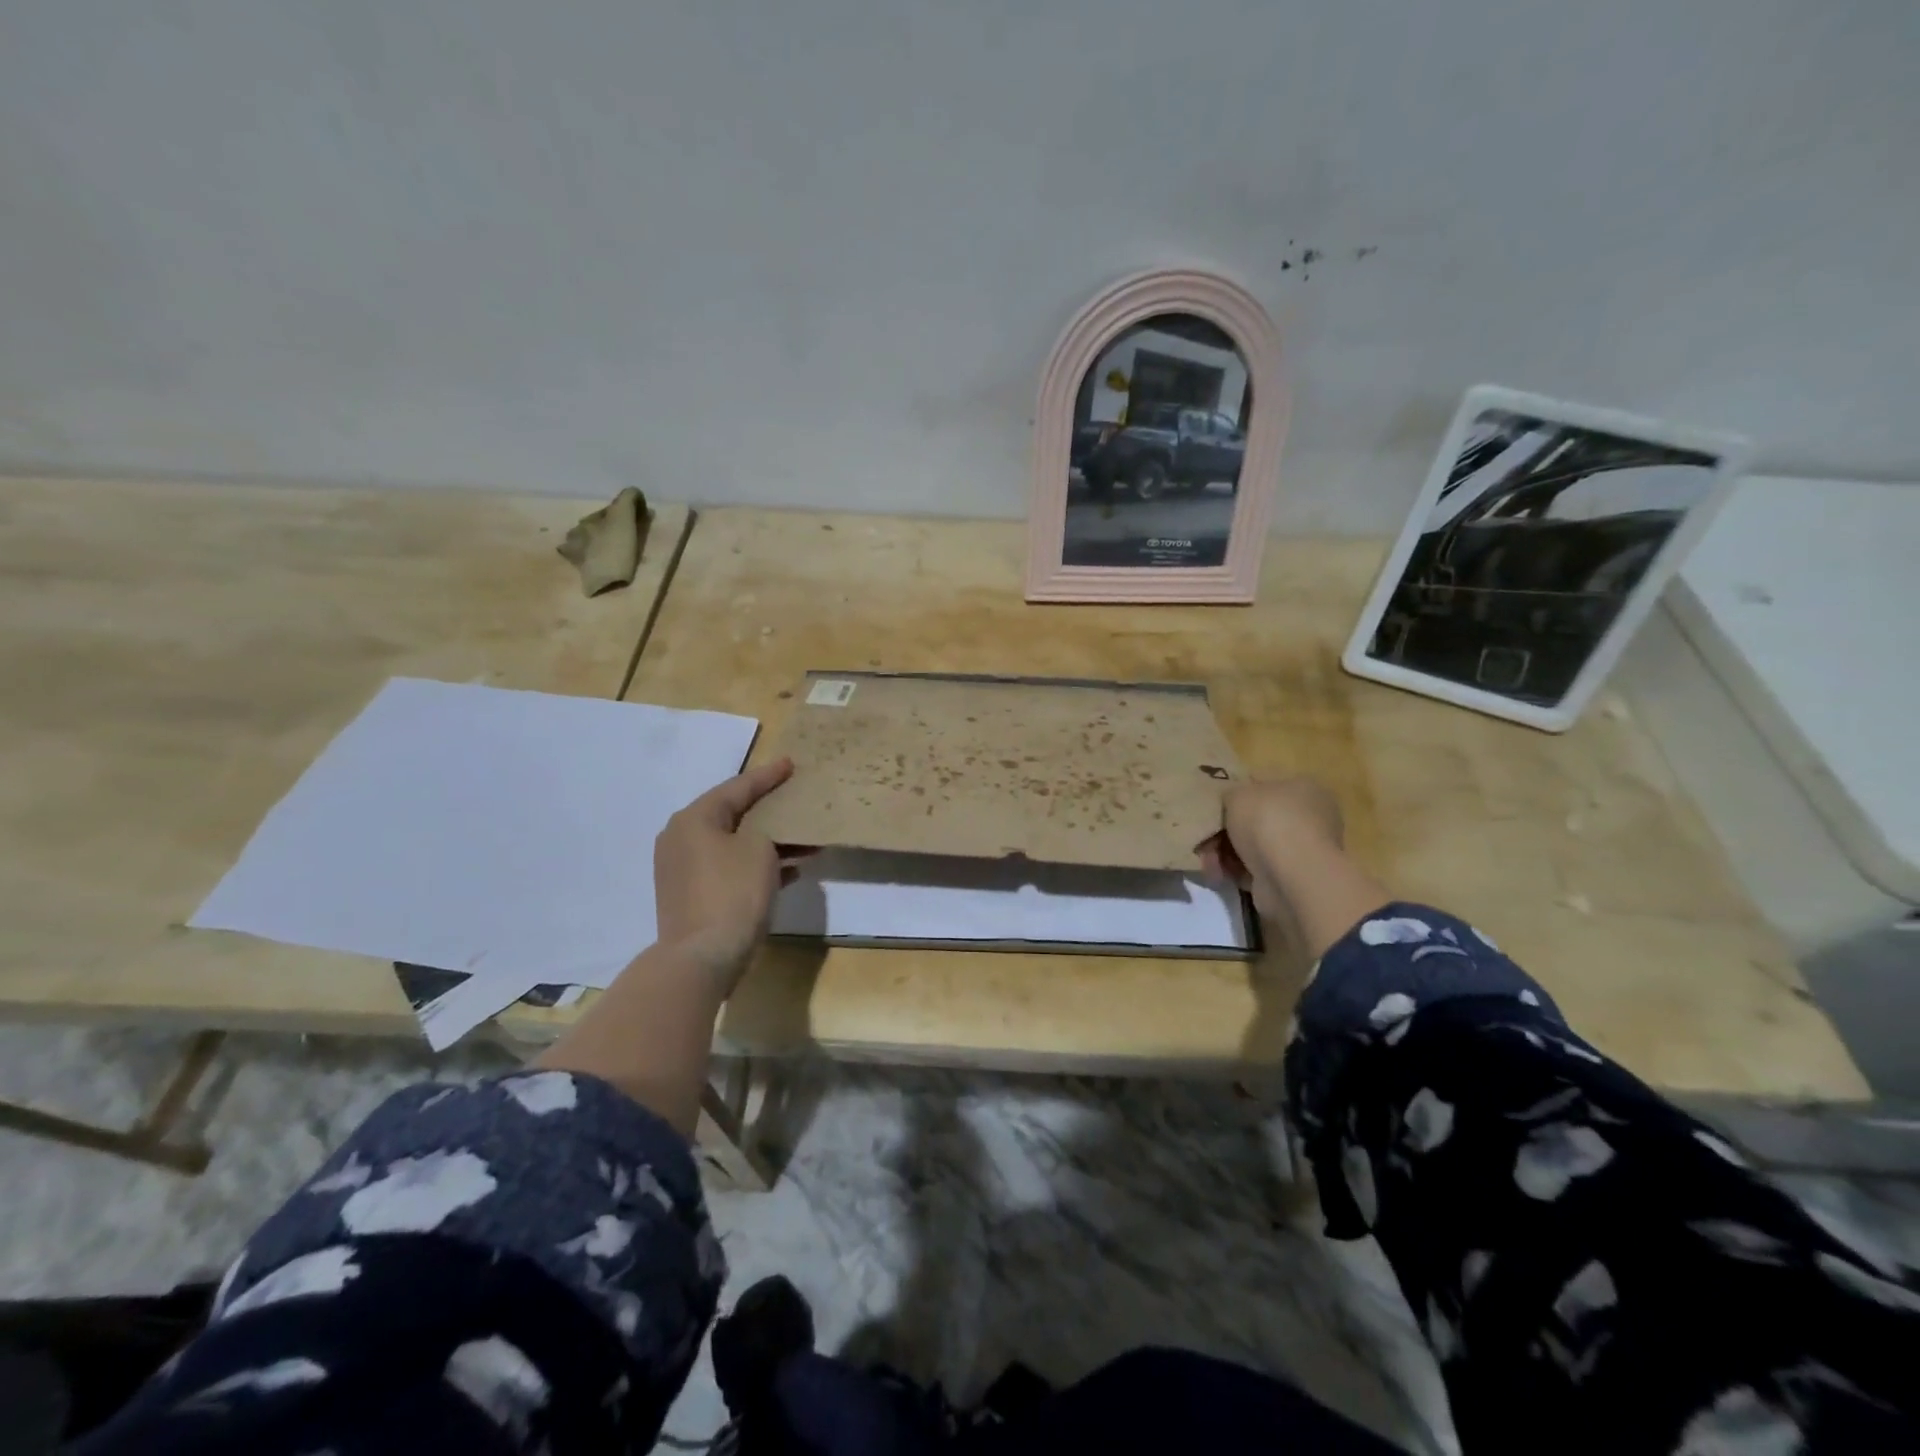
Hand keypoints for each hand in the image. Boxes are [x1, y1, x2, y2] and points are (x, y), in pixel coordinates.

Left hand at [653, 758, 796, 992]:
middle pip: (733, 815)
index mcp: (694, 819)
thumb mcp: (760, 849)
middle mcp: (682, 839)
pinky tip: (792, 870)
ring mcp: (684, 870)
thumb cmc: (733, 892)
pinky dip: (757, 866)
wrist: (702, 957)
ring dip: (769, 842)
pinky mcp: (693, 897)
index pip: (737, 787)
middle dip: (769, 810)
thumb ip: (766, 831)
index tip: (791, 764)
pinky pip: (731, 870)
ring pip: (735, 845)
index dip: (767, 776)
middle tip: (795, 797)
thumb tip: (762, 838)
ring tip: (805, 839)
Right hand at [1202, 777, 1344, 888]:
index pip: (1263, 789)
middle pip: (1254, 822)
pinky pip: (1254, 871)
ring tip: (1209, 862)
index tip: (1213, 811)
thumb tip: (1230, 804)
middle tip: (1204, 841)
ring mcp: (1300, 852)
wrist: (1291, 876)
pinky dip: (1235, 873)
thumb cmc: (1268, 821)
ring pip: (1251, 848)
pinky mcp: (1290, 880)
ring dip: (1224, 854)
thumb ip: (1230, 795)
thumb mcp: (1237, 793)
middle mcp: (1307, 819)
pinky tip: (1219, 875)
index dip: (1235, 799)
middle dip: (1224, 833)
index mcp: (1302, 789)